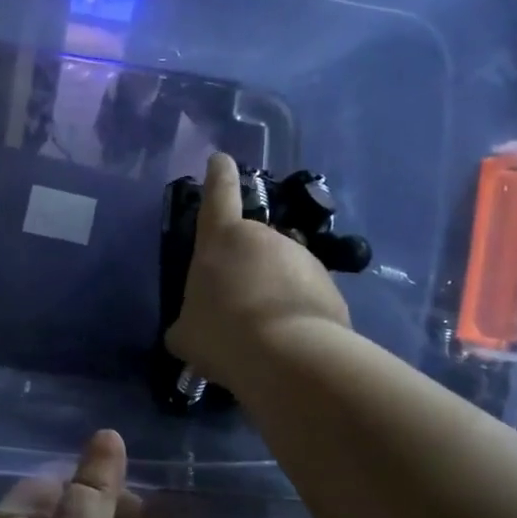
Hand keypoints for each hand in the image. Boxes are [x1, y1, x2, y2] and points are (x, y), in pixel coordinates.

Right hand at [164, 152, 351, 386]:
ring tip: (262, 331)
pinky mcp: (330, 285)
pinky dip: (294, 310)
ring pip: (280, 270)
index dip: (218, 176)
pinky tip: (286, 341)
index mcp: (221, 239)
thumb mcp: (186, 333)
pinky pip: (304, 294)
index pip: (218, 195)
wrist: (289, 357)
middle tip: (235, 306)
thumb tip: (192, 327)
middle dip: (245, 267)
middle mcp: (265, 238)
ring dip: (271, 291)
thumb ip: (188, 321)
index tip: (221, 160)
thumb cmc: (222, 334)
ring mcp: (302, 259)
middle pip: (251, 244)